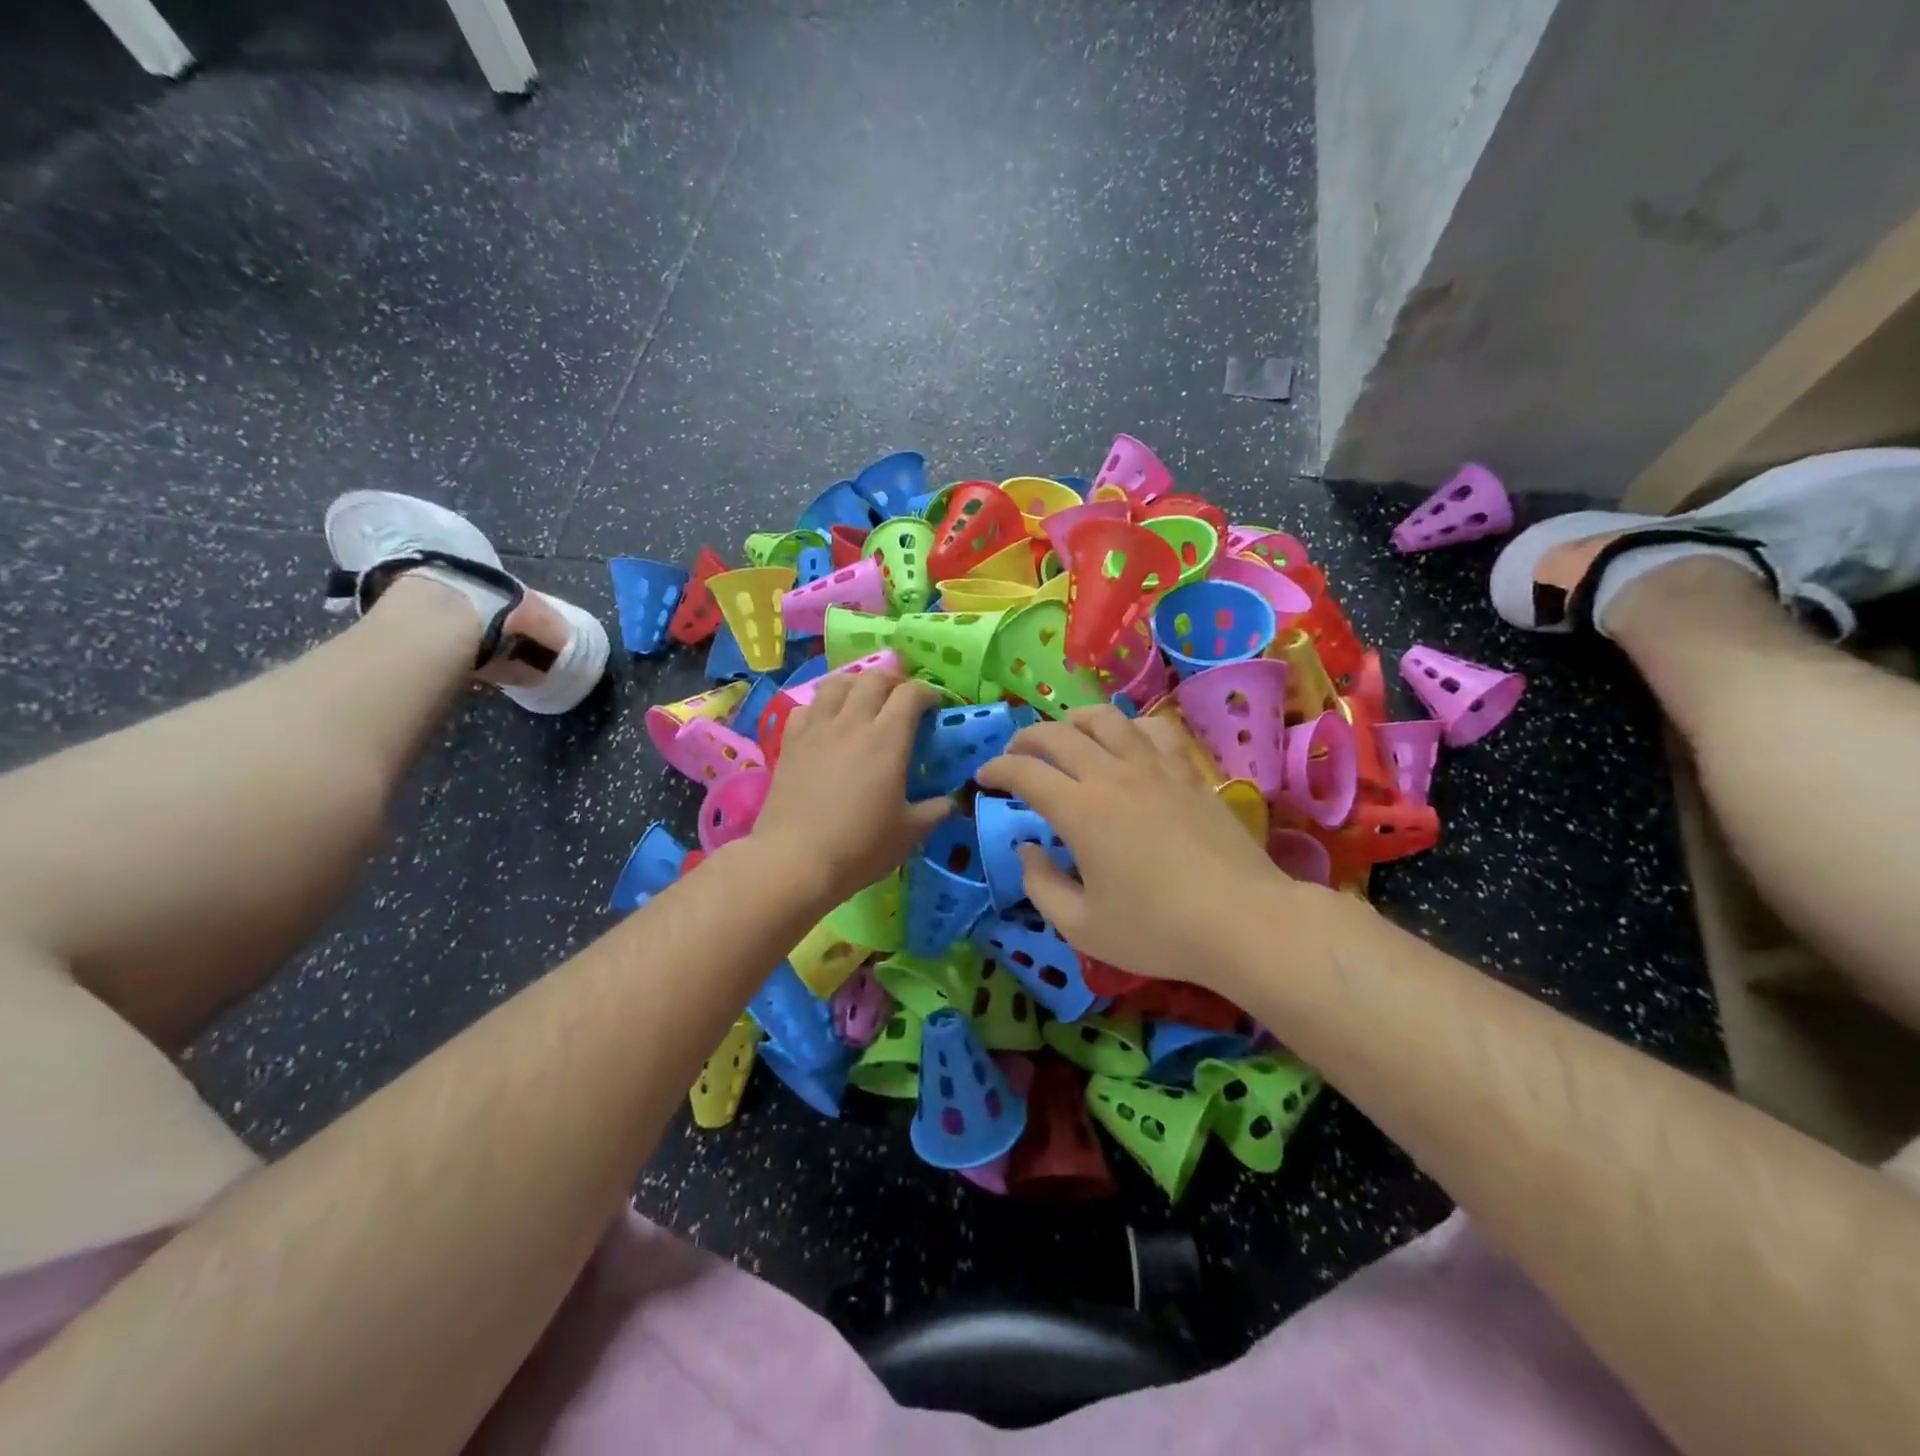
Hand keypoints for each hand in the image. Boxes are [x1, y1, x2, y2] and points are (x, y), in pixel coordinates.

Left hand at [751, 669, 950, 906]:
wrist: (794, 861)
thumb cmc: (859, 847)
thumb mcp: (909, 833)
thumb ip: (934, 811)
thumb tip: (951, 801)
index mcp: (887, 740)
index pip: (910, 694)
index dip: (927, 693)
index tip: (934, 707)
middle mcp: (851, 723)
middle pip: (873, 678)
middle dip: (893, 680)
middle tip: (901, 697)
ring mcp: (816, 729)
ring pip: (836, 683)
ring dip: (856, 683)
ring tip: (863, 699)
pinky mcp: (789, 742)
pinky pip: (806, 707)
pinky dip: (821, 706)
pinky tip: (826, 723)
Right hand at [975, 705, 1284, 986]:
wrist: (1244, 922)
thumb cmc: (1158, 930)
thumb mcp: (1082, 926)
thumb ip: (1041, 885)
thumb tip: (1027, 848)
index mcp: (1081, 811)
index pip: (1025, 772)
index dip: (997, 769)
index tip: (984, 778)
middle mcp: (1113, 776)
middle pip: (1059, 734)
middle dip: (1026, 738)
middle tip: (1015, 755)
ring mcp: (1155, 768)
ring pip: (1106, 719)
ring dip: (1074, 720)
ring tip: (1065, 735)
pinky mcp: (1189, 773)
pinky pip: (1154, 730)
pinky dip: (1129, 728)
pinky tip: (1127, 743)